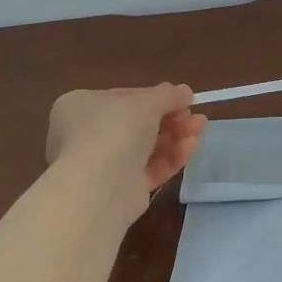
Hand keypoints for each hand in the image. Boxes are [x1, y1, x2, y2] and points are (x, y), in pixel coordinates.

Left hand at [46, 85, 207, 215]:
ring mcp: (103, 164)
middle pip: (137, 123)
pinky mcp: (120, 190)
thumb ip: (168, 95)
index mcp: (80, 106)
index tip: (182, 98)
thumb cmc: (114, 131)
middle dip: (171, 118)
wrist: (98, 188)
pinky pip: (149, 168)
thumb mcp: (146, 103)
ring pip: (146, 147)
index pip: (123, 97)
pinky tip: (191, 146)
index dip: (155, 97)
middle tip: (195, 115)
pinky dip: (170, 157)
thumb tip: (185, 91)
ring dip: (175, 136)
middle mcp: (86, 135)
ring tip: (201, 128)